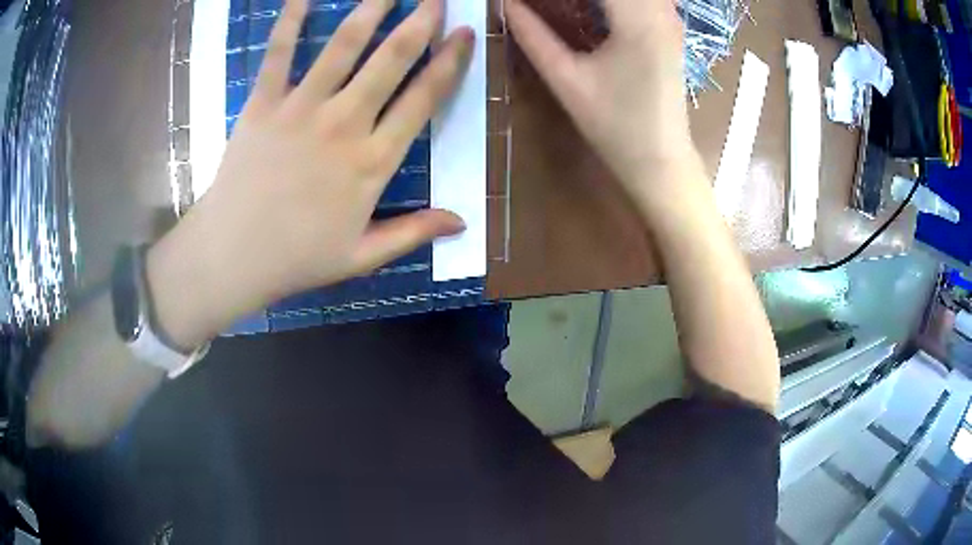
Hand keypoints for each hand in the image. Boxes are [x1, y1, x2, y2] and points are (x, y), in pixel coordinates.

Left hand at [147, 0, 473, 346]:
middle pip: (391, 60)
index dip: (449, 63)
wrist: (232, 256)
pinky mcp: (263, 104)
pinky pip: (278, 53)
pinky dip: (290, 20)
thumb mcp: (362, 256)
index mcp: (372, 162)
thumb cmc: (297, 258)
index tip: (465, 35)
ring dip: (371, 9)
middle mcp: (344, 124)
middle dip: (420, 22)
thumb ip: (413, 233)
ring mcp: (301, 109)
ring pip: (343, 46)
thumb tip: (462, 222)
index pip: (423, 99)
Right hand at [504, 0, 699, 198]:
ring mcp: (670, 18)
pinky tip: (589, 10)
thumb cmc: (614, 127)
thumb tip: (506, 4)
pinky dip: (611, 1)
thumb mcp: (566, 80)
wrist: (661, 161)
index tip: (527, 0)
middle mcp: (660, 11)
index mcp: (637, 20)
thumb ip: (532, 35)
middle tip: (544, 4)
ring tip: (563, 7)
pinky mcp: (670, 28)